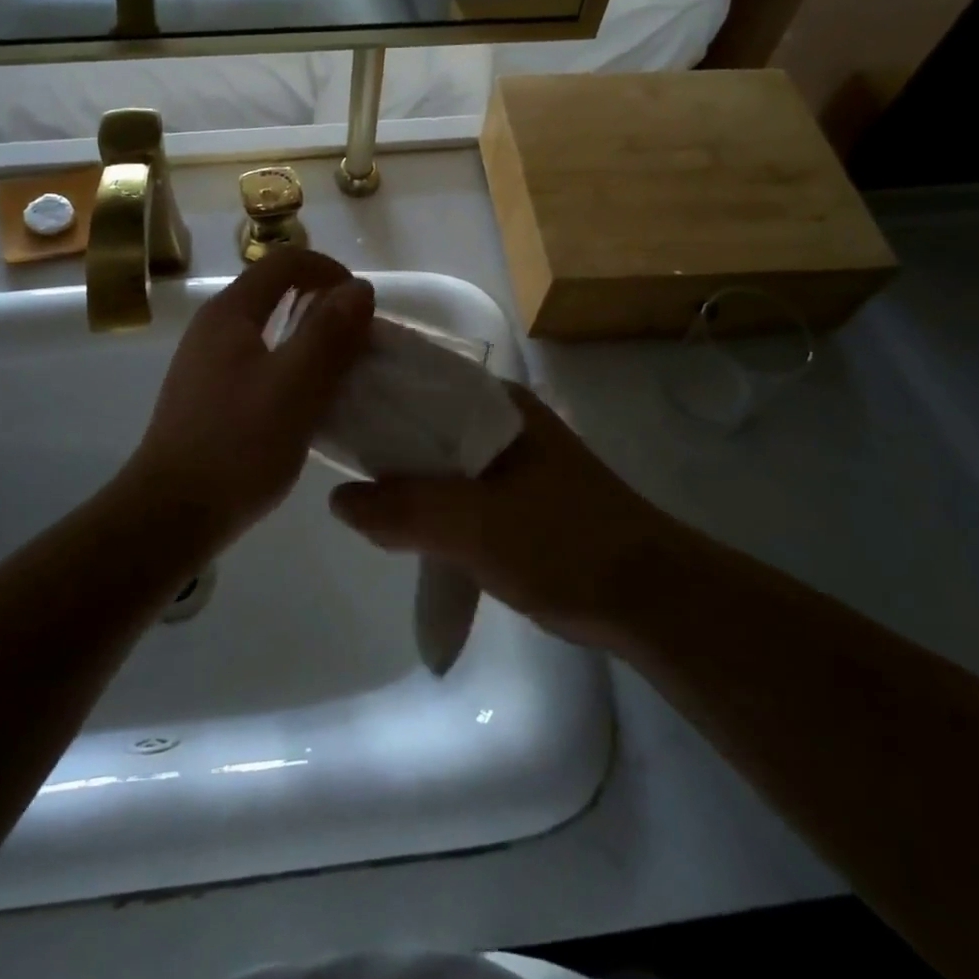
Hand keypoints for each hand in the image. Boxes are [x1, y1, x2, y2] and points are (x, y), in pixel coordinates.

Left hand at [130, 248, 374, 536]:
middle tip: (358, 340)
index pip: (284, 261)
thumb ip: (329, 332)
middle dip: (322, 304)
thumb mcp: (296, 384)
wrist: (173, 513)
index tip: (362, 305)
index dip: (329, 270)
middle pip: (275, 291)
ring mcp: (205, 362)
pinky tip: (306, 402)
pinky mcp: (208, 395)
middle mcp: (213, 327)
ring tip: (340, 370)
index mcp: (230, 313)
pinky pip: (258, 361)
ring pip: (267, 329)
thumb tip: (358, 288)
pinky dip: (289, 365)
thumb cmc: (238, 444)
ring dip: (308, 337)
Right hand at [329, 385, 667, 647]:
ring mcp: (510, 458)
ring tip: (352, 487)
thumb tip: (337, 499)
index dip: (371, 387)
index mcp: (496, 403)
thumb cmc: (565, 546)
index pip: (418, 376)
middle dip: (380, 436)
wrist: (653, 601)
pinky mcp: (515, 497)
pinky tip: (398, 521)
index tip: (324, 404)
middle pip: (423, 418)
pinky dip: (425, 499)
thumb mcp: (476, 527)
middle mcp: (501, 419)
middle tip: (329, 451)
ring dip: (402, 472)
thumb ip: (405, 510)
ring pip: (437, 455)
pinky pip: (454, 486)